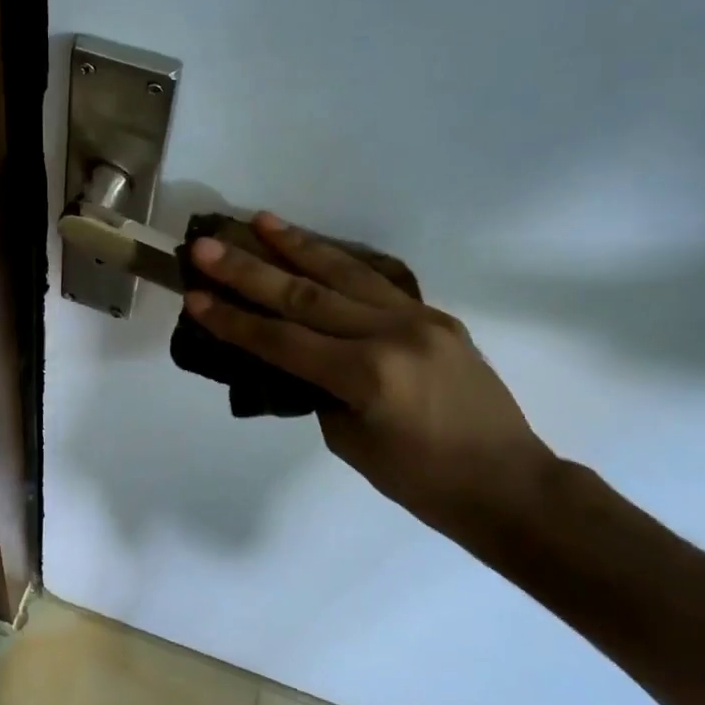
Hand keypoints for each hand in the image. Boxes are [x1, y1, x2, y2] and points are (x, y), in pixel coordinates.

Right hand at [184, 213, 556, 535]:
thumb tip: (297, 355)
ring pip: (345, 273)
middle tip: (208, 246)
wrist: (510, 483)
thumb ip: (319, 390)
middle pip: (305, 295)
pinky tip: (315, 249)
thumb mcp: (351, 442)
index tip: (194, 295)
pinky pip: (377, 283)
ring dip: (297, 245)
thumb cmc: (423, 482)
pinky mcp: (435, 316)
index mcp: (367, 376)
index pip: (282, 340)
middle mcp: (391, 336)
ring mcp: (419, 319)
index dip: (233, 319)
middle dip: (249, 270)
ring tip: (261, 220)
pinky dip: (340, 263)